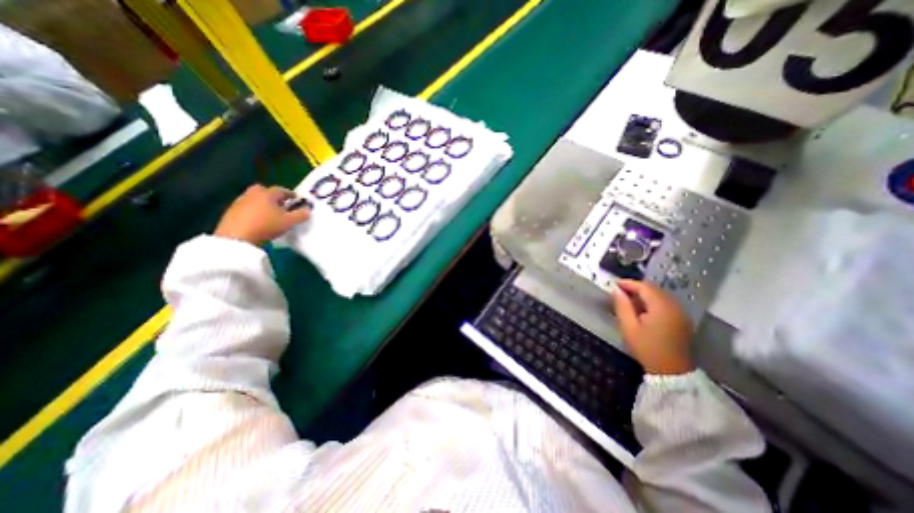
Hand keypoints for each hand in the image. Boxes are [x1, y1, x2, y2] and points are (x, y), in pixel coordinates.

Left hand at [215, 185, 309, 244]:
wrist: (237, 237)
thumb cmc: (266, 226)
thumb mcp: (289, 222)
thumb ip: (300, 215)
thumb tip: (308, 210)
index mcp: (267, 194)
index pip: (281, 190)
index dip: (290, 194)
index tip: (296, 198)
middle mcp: (252, 194)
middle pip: (263, 190)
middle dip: (272, 195)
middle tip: (280, 204)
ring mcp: (240, 202)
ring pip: (254, 198)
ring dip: (262, 203)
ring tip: (270, 214)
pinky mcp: (231, 212)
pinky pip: (246, 207)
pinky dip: (253, 210)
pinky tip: (258, 220)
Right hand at [612, 281, 692, 375]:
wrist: (672, 373)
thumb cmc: (647, 349)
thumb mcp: (629, 327)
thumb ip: (622, 306)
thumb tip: (616, 290)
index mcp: (662, 307)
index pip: (644, 287)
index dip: (628, 283)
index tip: (613, 284)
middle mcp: (674, 306)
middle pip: (653, 289)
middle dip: (635, 288)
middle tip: (619, 292)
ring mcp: (681, 313)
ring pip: (660, 295)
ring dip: (644, 294)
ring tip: (628, 300)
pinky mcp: (682, 319)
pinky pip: (665, 303)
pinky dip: (652, 301)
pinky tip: (642, 309)